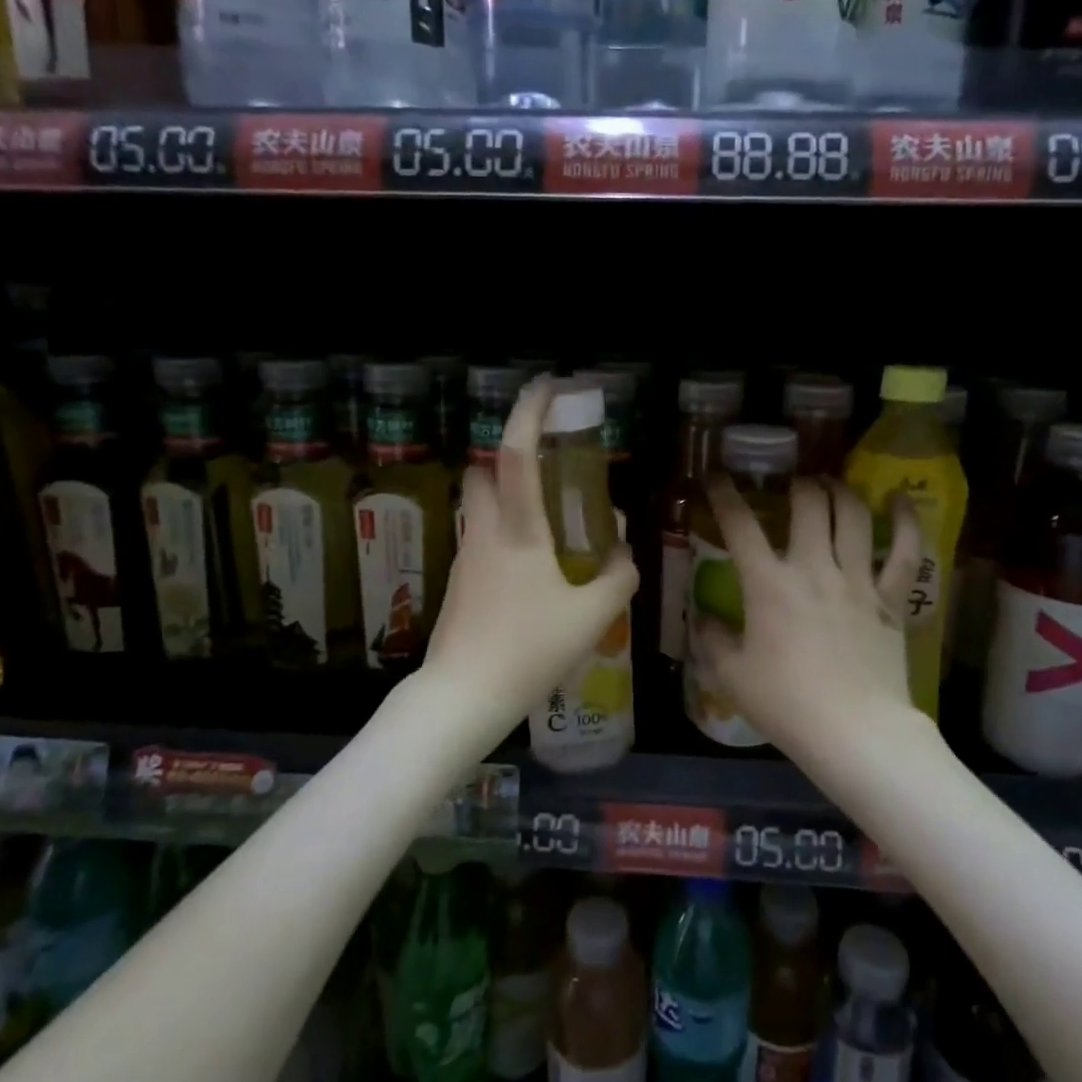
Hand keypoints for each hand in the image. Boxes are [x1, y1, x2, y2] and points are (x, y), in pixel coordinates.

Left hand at [424, 375, 638, 737]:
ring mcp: (466, 556)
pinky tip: (534, 571)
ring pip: (481, 505)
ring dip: (509, 497)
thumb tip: (621, 548)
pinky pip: (482, 538)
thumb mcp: (593, 616)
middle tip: (549, 472)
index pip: (516, 455)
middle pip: (483, 471)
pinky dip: (506, 534)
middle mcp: (484, 532)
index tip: (546, 386)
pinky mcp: (459, 581)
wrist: (462, 695)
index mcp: (517, 531)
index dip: (529, 413)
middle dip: (509, 458)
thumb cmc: (529, 650)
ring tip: (552, 525)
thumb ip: (619, 575)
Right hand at [692, 478, 923, 762]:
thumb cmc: (787, 705)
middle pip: (808, 504)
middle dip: (796, 484)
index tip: (716, 476)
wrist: (856, 732)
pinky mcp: (890, 599)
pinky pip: (905, 551)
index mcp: (769, 584)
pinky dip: (906, 520)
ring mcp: (857, 580)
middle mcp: (814, 568)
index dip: (724, 495)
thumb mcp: (733, 676)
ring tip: (829, 484)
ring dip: (839, 491)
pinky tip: (900, 498)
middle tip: (791, 484)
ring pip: (852, 515)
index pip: (740, 525)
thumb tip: (701, 618)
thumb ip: (713, 640)